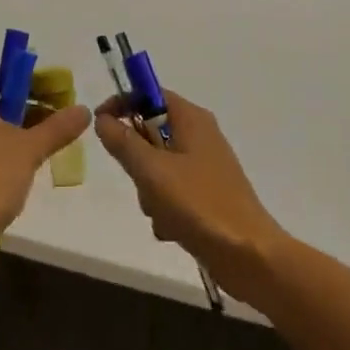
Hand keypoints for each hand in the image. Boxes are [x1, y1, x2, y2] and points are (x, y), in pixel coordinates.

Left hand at [0, 75, 90, 265]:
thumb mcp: (30, 150)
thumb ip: (58, 127)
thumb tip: (84, 109)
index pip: (1, 79)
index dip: (31, 85)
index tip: (56, 98)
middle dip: (26, 112)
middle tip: (55, 125)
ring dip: (13, 136)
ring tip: (41, 151)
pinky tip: (16, 174)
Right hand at [94, 90, 285, 303]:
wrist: (249, 256)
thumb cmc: (199, 204)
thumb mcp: (152, 170)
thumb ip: (123, 142)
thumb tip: (102, 119)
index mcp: (191, 118)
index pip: (149, 93)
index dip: (122, 103)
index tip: (100, 124)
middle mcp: (200, 135)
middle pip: (151, 132)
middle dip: (137, 160)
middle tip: (138, 178)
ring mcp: (205, 167)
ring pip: (157, 166)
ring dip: (149, 190)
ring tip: (160, 211)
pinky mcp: (207, 195)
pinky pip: (172, 192)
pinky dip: (165, 208)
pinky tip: (172, 229)